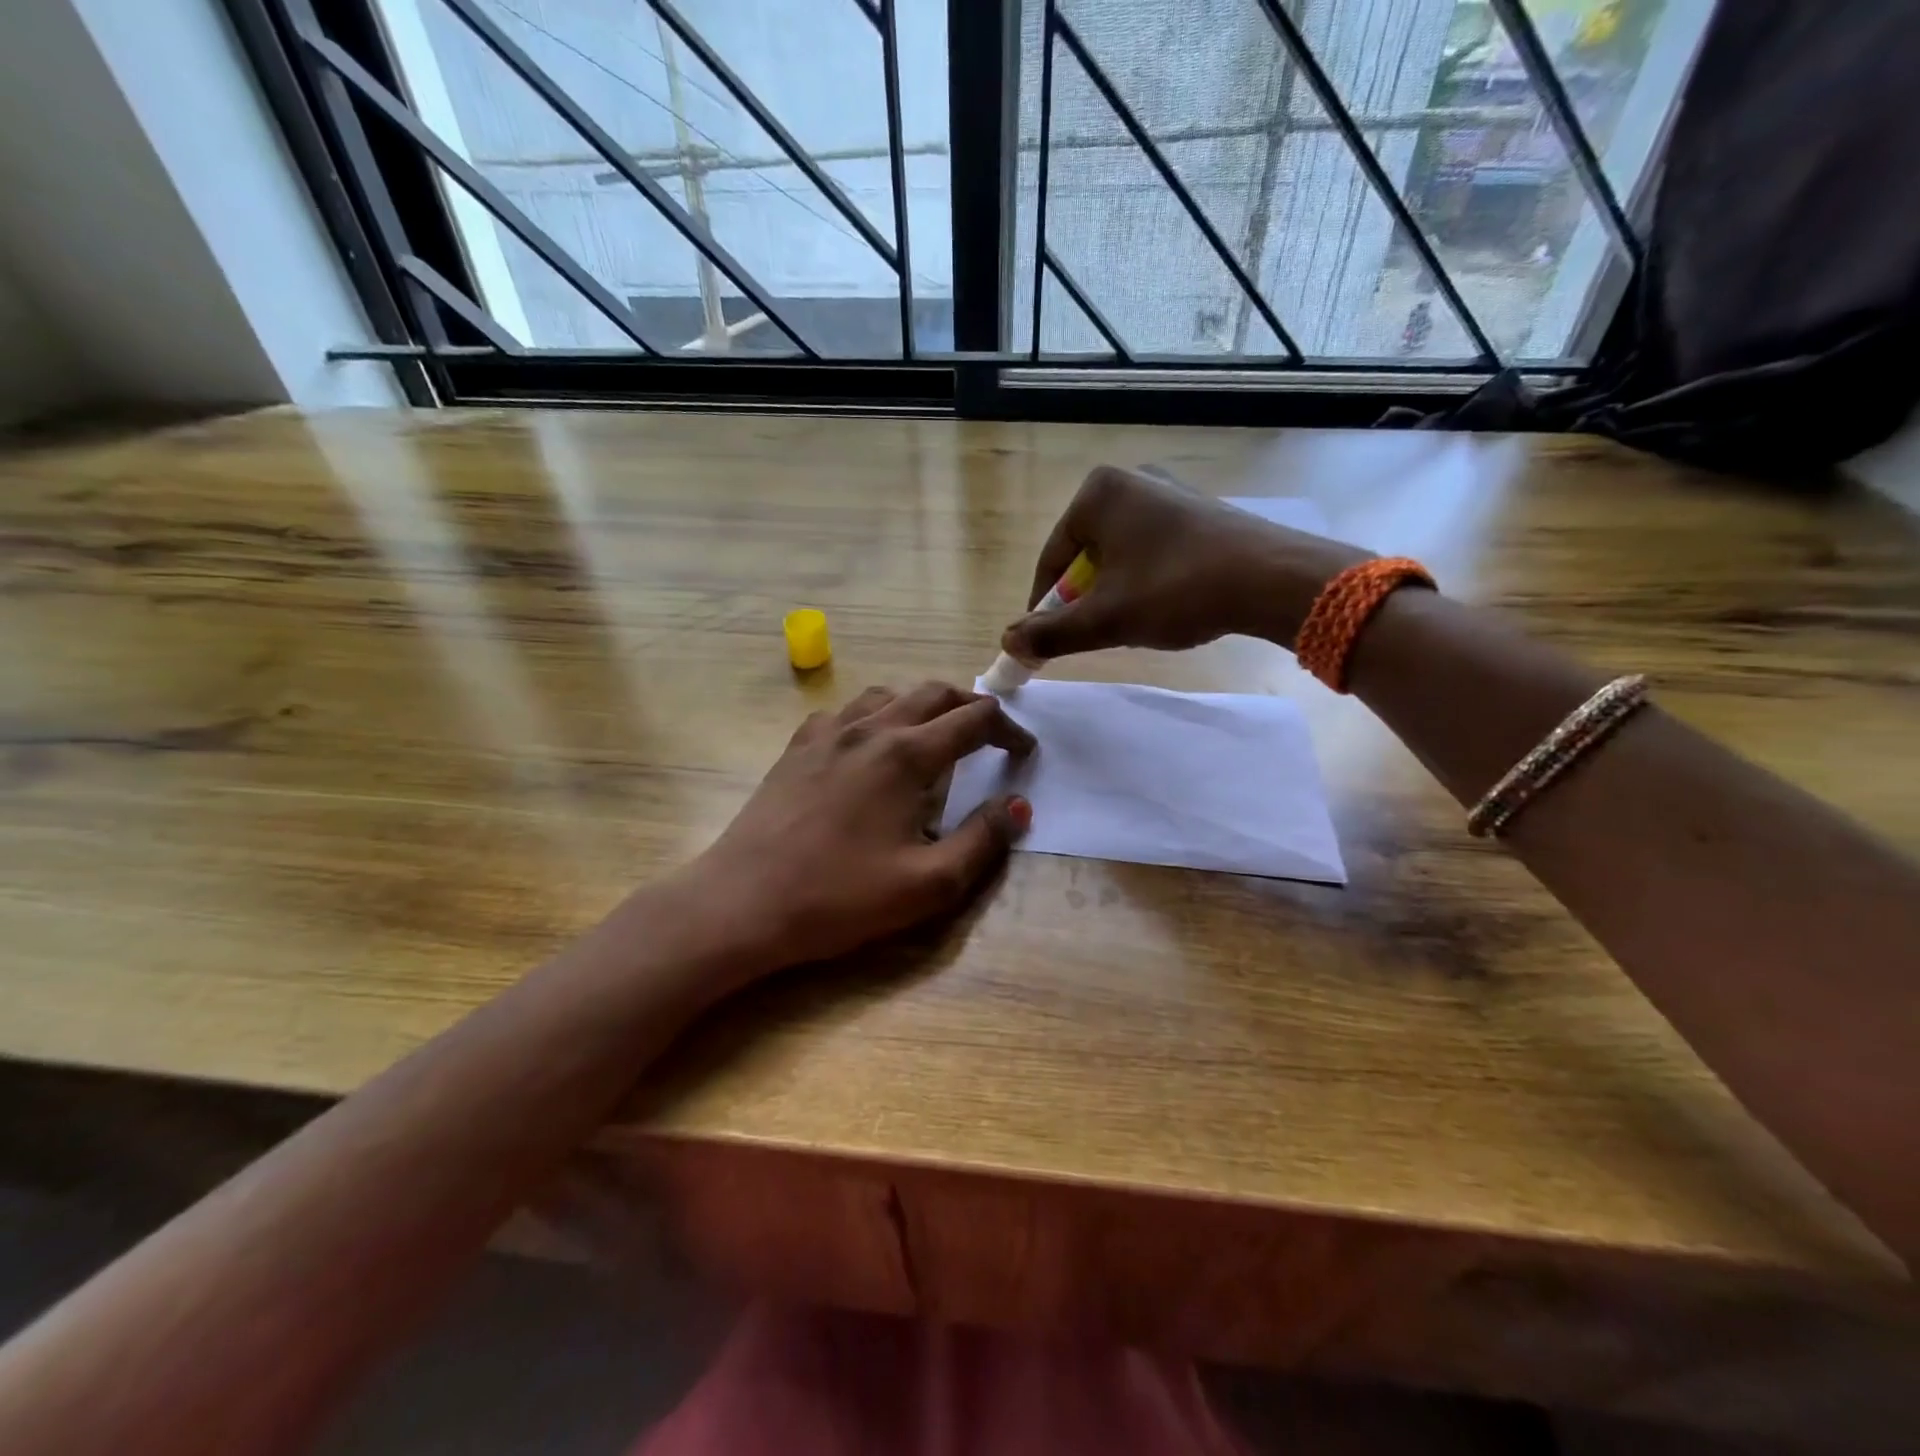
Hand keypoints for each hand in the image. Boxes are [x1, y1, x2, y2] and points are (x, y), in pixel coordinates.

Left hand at [686, 682, 1034, 977]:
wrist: (742, 903)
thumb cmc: (839, 898)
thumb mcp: (927, 884)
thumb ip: (982, 841)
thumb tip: (1019, 806)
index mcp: (906, 754)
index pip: (974, 720)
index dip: (1009, 730)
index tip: (1024, 751)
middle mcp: (870, 729)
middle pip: (933, 693)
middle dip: (970, 707)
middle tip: (990, 735)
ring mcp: (827, 733)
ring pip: (888, 695)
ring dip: (922, 705)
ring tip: (935, 735)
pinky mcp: (797, 748)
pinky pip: (846, 712)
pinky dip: (875, 716)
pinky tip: (870, 746)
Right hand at [1000, 466, 1369, 663]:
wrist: (1270, 578)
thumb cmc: (1175, 590)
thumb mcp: (1105, 619)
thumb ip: (1051, 632)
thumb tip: (1008, 642)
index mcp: (1097, 494)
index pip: (1052, 559)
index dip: (1044, 606)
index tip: (1044, 642)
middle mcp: (1130, 480)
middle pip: (1085, 555)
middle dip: (1083, 599)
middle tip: (1091, 635)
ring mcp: (1168, 491)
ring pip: (1119, 554)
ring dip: (1114, 592)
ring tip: (1130, 624)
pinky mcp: (1197, 509)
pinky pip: (1151, 549)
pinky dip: (1145, 579)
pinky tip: (1164, 604)